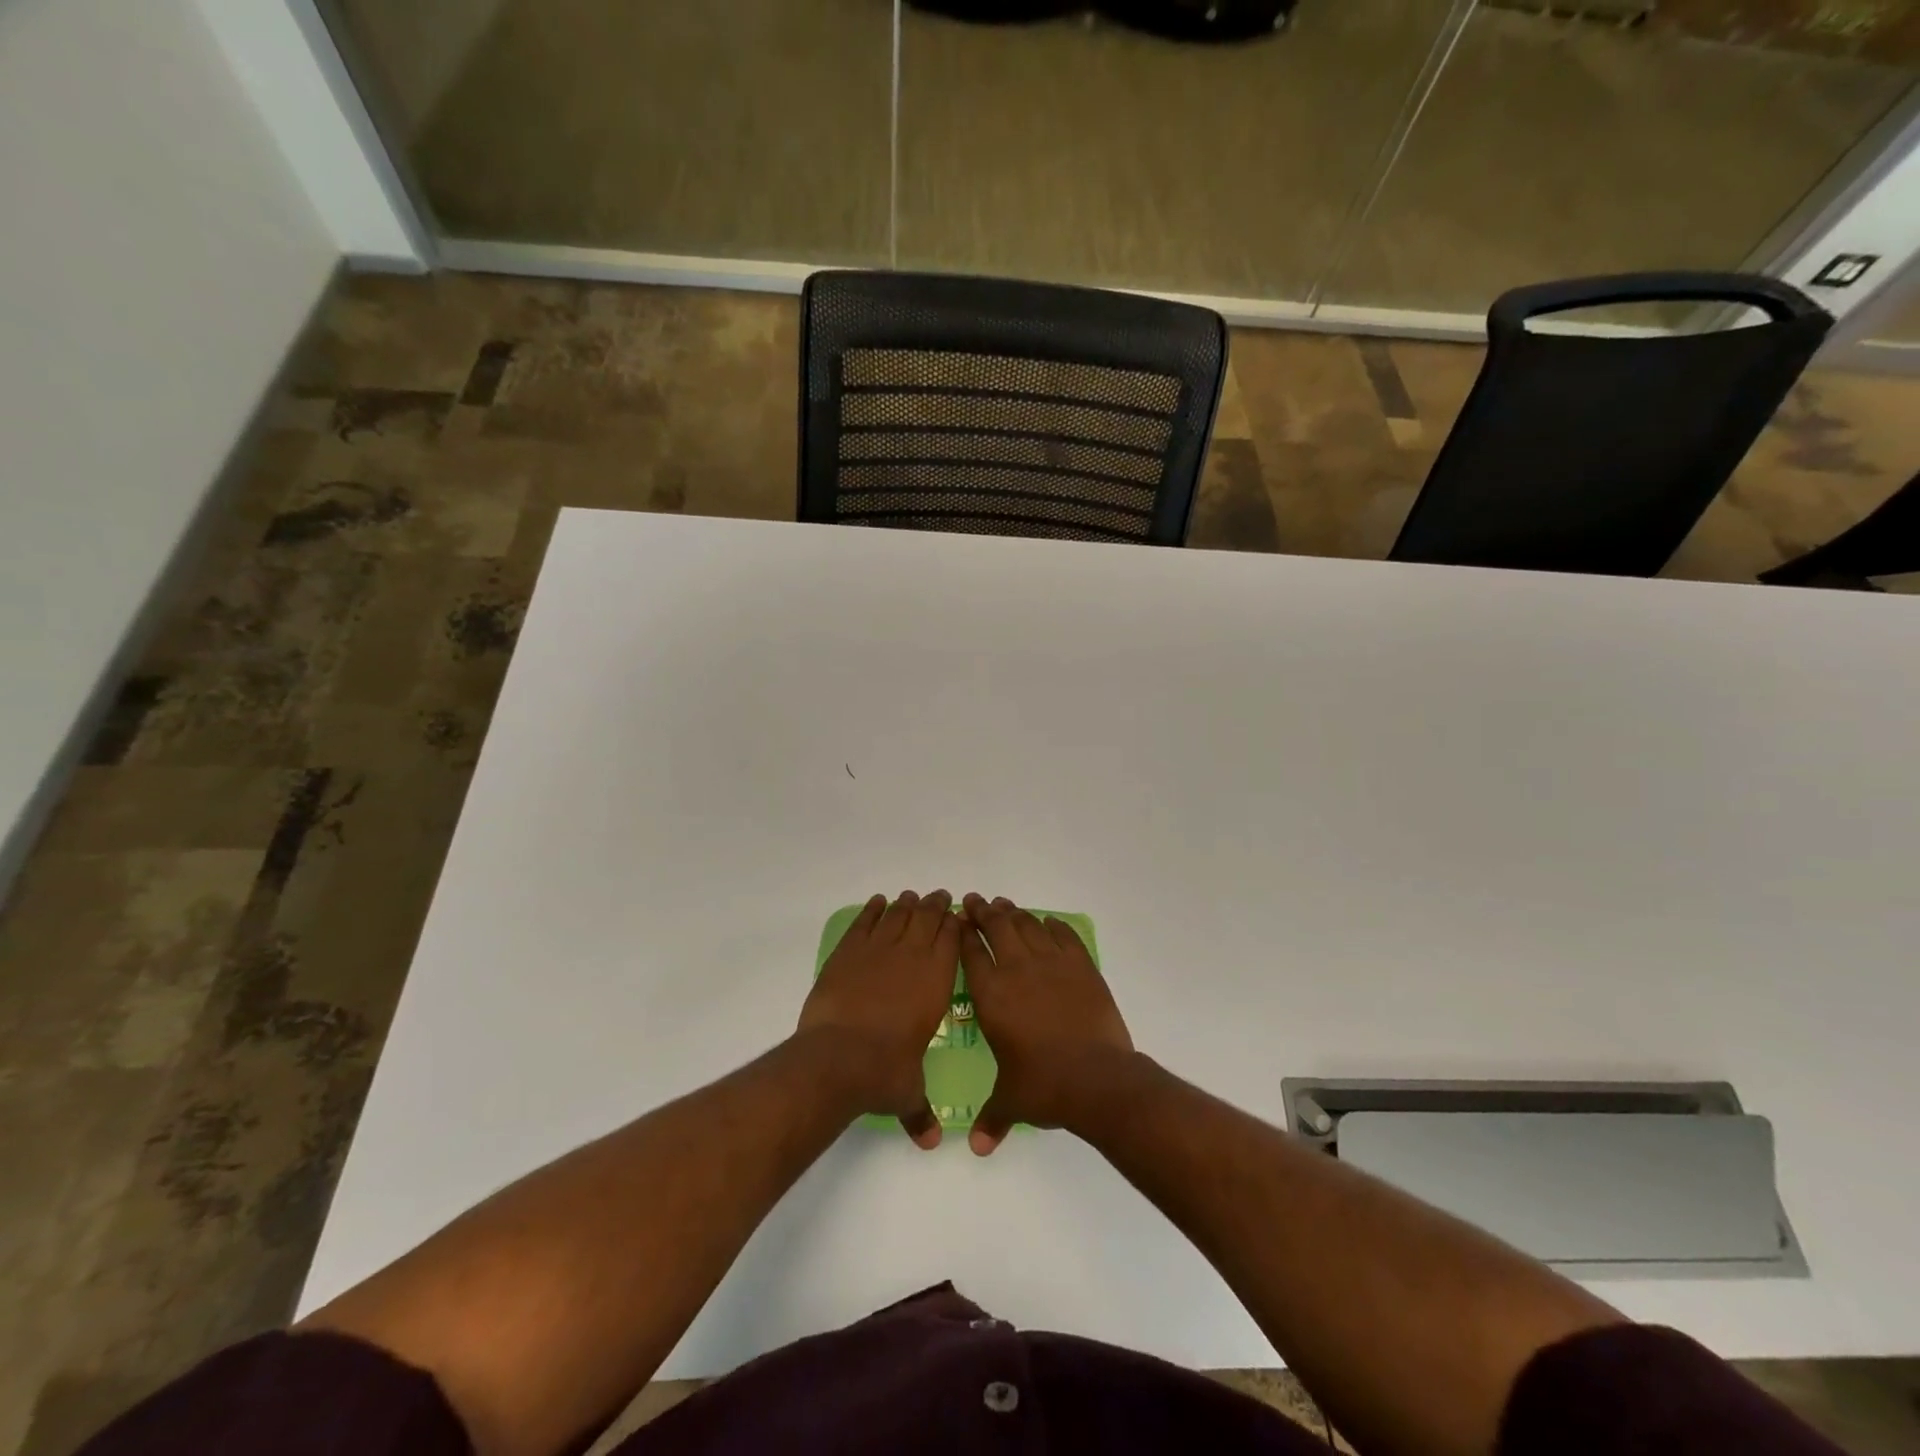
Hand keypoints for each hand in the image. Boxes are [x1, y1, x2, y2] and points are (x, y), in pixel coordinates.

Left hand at [797, 891, 961, 1147]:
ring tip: (911, 897)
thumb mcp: (908, 1093)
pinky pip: (864, 923)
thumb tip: (930, 1142)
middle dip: (935, 906)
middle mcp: (911, 957)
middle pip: (926, 918)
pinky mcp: (847, 953)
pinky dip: (872, 910)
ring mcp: (877, 951)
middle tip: (939, 897)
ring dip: (906, 904)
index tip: (957, 916)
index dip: (955, 924)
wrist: (838, 1057)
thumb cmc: (885, 1071)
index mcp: (935, 981)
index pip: (951, 939)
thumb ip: (920, 1111)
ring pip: (897, 915)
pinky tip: (877, 903)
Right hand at [959, 894, 1135, 1155]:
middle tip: (976, 901)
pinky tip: (1048, 922)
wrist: (1097, 1079)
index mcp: (992, 994)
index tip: (958, 920)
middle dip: (983, 911)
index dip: (963, 933)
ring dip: (1014, 913)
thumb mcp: (1011, 1102)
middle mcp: (1017, 970)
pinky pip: (1063, 936)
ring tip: (1005, 906)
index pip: (971, 952)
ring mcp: (1051, 964)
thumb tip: (977, 1148)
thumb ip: (992, 1118)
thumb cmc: (1044, 1087)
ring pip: (1028, 925)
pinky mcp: (1081, 966)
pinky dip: (1053, 925)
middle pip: (996, 927)